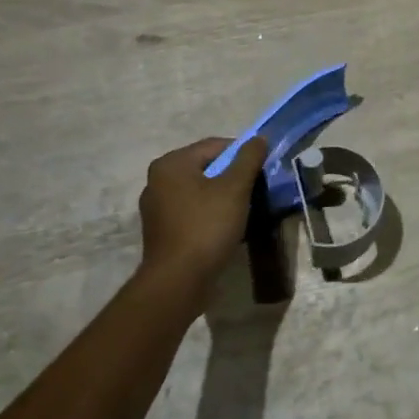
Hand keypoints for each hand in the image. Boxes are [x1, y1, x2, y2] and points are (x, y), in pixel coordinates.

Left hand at [138, 136, 267, 298]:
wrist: (178, 281)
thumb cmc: (207, 226)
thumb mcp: (235, 188)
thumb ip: (248, 159)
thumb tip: (259, 138)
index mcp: (171, 164)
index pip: (215, 145)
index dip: (243, 153)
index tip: (262, 169)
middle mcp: (157, 180)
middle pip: (206, 167)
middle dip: (233, 176)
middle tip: (256, 189)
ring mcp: (157, 207)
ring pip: (200, 190)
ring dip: (223, 196)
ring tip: (245, 209)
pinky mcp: (162, 230)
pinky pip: (192, 210)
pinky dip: (210, 213)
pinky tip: (227, 226)